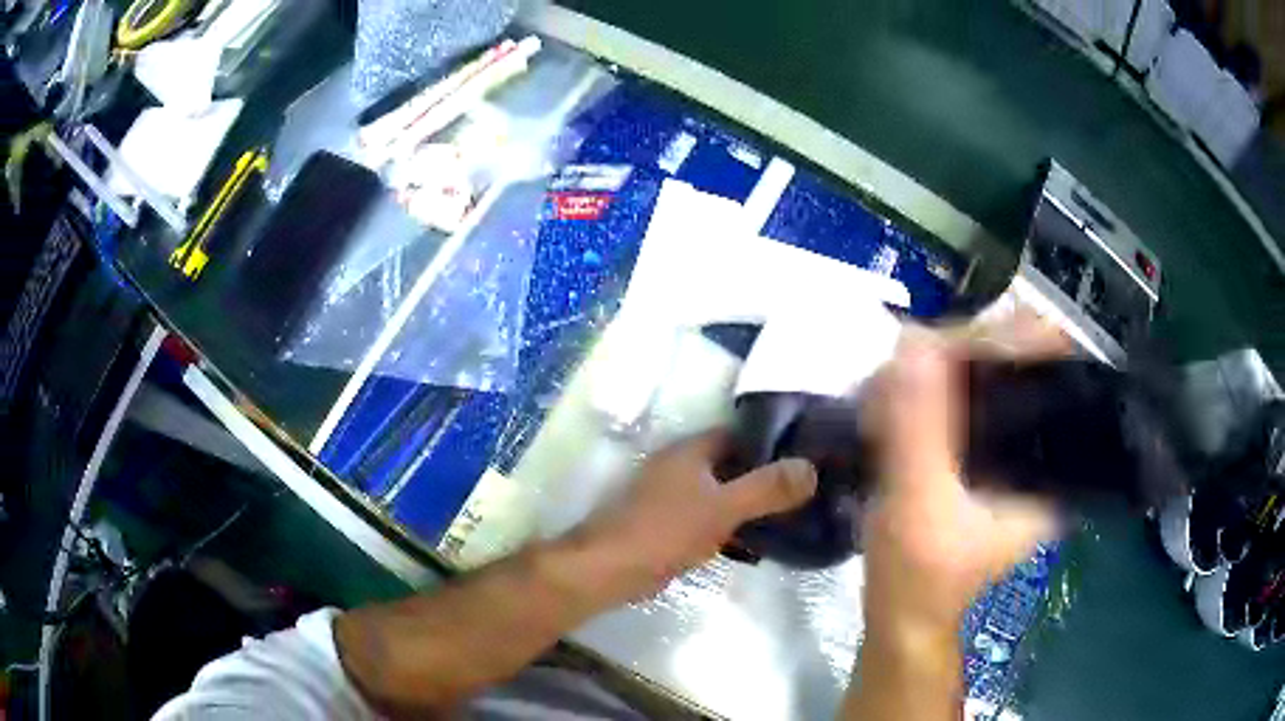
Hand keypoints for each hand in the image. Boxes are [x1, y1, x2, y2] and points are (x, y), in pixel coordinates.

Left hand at [571, 432, 816, 602]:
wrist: (609, 569)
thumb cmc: (665, 531)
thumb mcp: (724, 508)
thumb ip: (767, 488)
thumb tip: (810, 467)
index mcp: (690, 451)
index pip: (738, 434)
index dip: (772, 441)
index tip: (805, 455)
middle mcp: (678, 467)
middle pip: (731, 465)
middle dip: (763, 477)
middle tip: (802, 491)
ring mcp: (669, 497)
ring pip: (719, 494)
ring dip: (747, 504)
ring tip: (787, 517)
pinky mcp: (666, 525)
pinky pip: (707, 519)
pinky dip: (729, 527)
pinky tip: (753, 544)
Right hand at [861, 322, 1063, 646]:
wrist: (899, 621)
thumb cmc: (918, 576)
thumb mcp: (920, 504)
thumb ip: (920, 428)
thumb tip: (913, 342)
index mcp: (1046, 467)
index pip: (1038, 372)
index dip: (995, 342)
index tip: (938, 341)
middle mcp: (1035, 453)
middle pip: (1007, 369)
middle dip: (952, 358)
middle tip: (900, 367)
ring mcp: (1004, 456)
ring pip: (978, 384)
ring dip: (931, 375)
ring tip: (889, 387)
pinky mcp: (975, 461)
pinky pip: (955, 406)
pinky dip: (922, 397)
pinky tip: (892, 405)